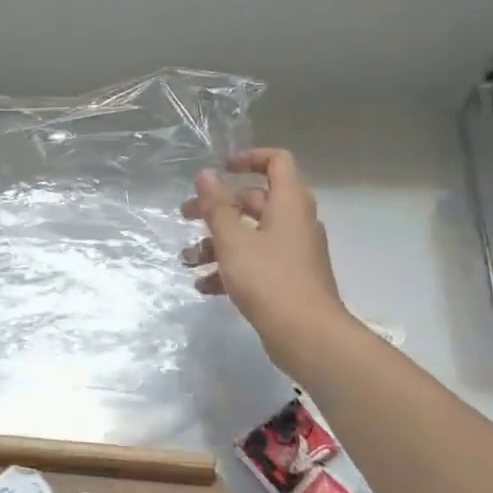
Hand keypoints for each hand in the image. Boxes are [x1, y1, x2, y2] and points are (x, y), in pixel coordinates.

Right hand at [182, 148, 346, 352]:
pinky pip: (256, 262)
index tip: (220, 169)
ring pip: (251, 235)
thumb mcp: (233, 240)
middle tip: (185, 217)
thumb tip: (206, 175)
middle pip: (255, 201)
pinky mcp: (288, 279)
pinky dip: (231, 268)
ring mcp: (293, 252)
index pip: (277, 162)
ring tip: (189, 261)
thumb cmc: (268, 278)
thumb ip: (216, 207)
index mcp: (289, 203)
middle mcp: (295, 222)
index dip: (249, 158)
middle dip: (217, 208)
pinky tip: (205, 287)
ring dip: (217, 243)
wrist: (306, 334)